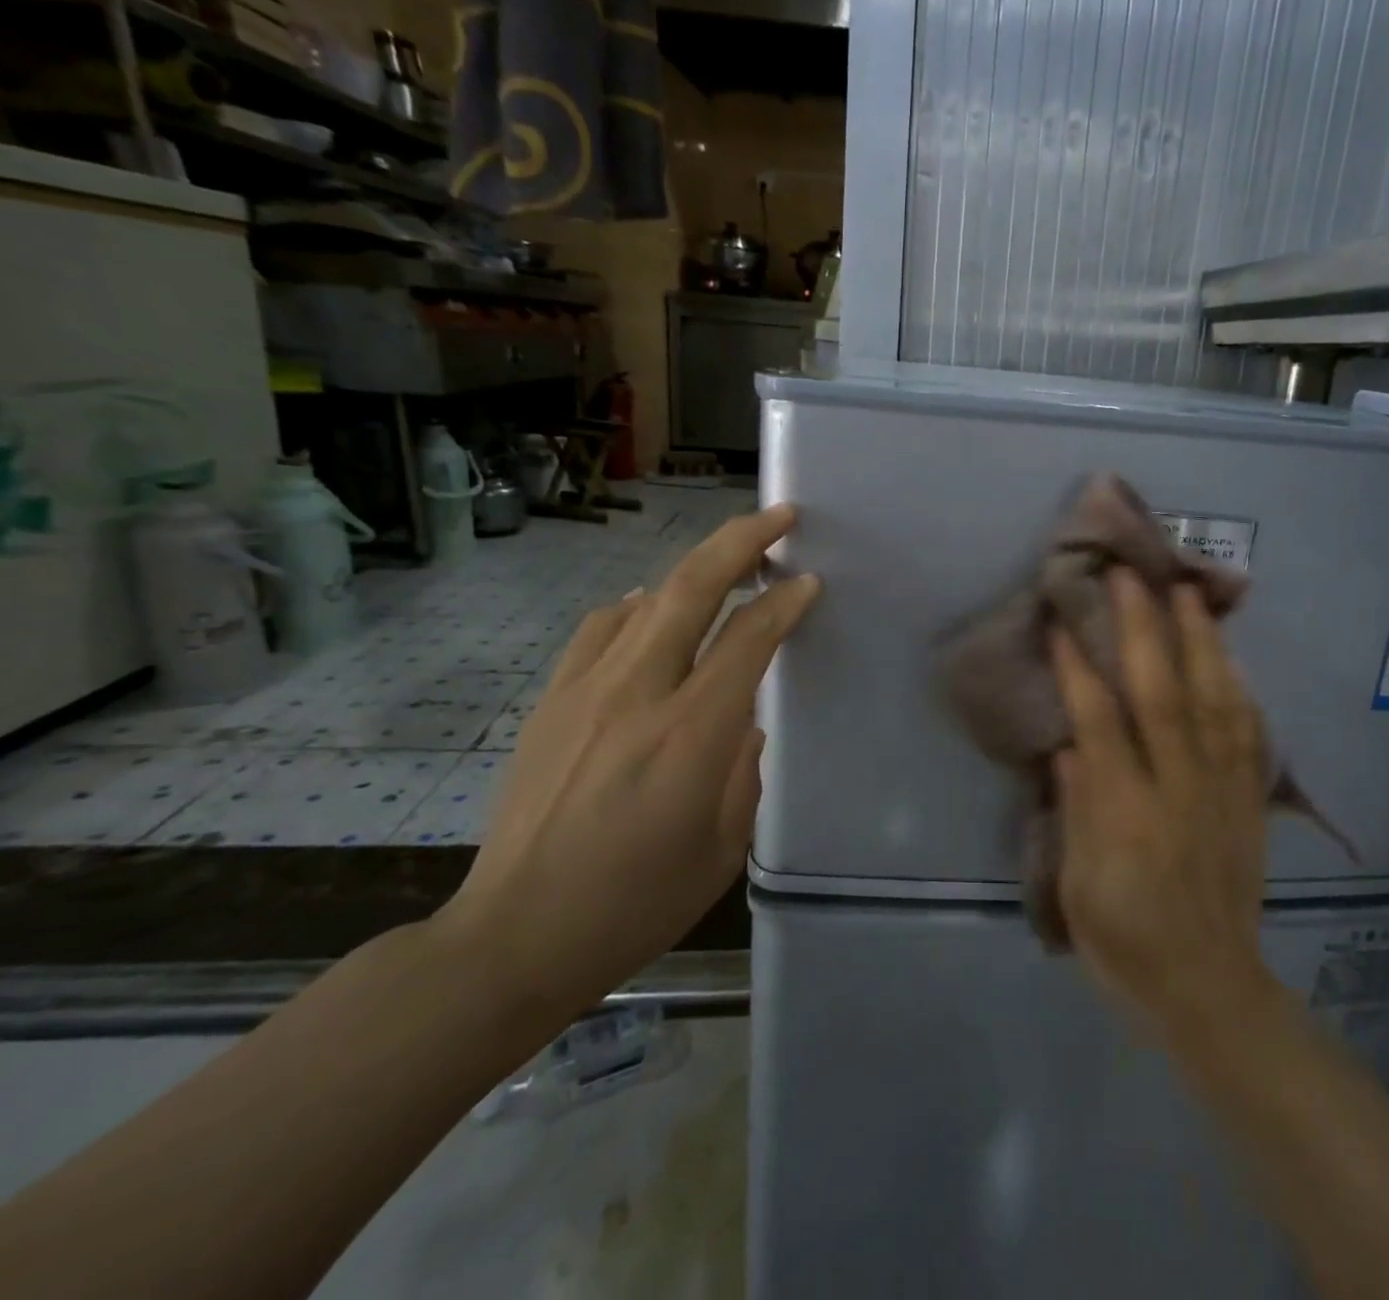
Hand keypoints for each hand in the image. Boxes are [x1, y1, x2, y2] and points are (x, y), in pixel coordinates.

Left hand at [436, 505, 818, 1025]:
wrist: (516, 935)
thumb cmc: (636, 902)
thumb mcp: (723, 846)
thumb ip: (744, 769)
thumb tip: (743, 722)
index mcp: (691, 734)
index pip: (748, 638)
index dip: (785, 602)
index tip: (809, 582)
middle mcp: (638, 693)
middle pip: (692, 587)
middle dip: (740, 541)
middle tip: (777, 517)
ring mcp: (586, 690)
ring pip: (646, 598)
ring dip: (694, 570)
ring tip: (726, 562)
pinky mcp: (552, 700)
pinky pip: (600, 628)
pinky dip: (637, 606)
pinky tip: (651, 612)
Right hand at [1051, 568, 1271, 1031]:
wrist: (1209, 988)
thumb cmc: (1125, 943)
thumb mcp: (1080, 888)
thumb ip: (1077, 810)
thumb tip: (1070, 746)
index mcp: (1128, 814)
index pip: (1101, 723)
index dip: (1080, 669)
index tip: (1065, 622)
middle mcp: (1180, 789)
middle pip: (1163, 694)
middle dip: (1145, 629)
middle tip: (1132, 576)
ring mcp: (1223, 791)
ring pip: (1215, 701)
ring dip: (1200, 642)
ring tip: (1188, 592)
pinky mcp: (1249, 801)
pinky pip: (1249, 734)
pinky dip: (1238, 689)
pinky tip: (1230, 657)